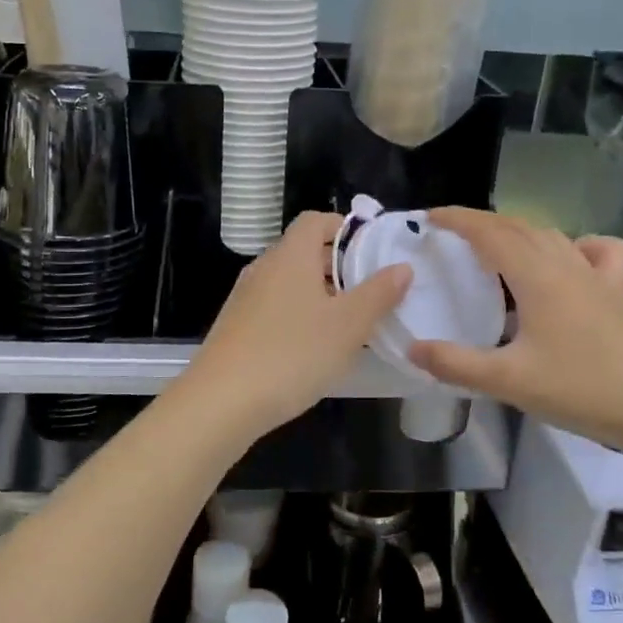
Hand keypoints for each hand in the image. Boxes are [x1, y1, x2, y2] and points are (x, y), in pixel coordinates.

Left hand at [180, 212, 410, 443]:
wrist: (221, 401)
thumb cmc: (292, 354)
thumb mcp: (348, 326)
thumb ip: (378, 293)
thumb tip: (401, 266)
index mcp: (290, 255)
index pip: (316, 220)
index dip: (345, 228)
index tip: (373, 252)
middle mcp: (264, 267)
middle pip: (304, 251)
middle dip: (339, 266)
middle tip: (371, 292)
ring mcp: (245, 297)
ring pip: (290, 282)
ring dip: (320, 294)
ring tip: (349, 323)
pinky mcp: (236, 326)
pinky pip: (275, 307)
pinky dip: (298, 315)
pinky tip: (313, 348)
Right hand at [406, 209, 622, 455]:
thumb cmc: (581, 389)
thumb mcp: (508, 382)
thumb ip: (456, 364)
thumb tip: (412, 349)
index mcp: (537, 277)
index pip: (490, 233)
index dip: (458, 220)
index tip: (429, 218)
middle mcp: (566, 265)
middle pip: (519, 227)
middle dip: (482, 223)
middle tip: (451, 235)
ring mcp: (596, 277)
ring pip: (551, 236)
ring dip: (518, 232)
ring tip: (494, 247)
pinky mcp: (618, 293)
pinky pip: (597, 251)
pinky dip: (576, 245)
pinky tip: (568, 262)